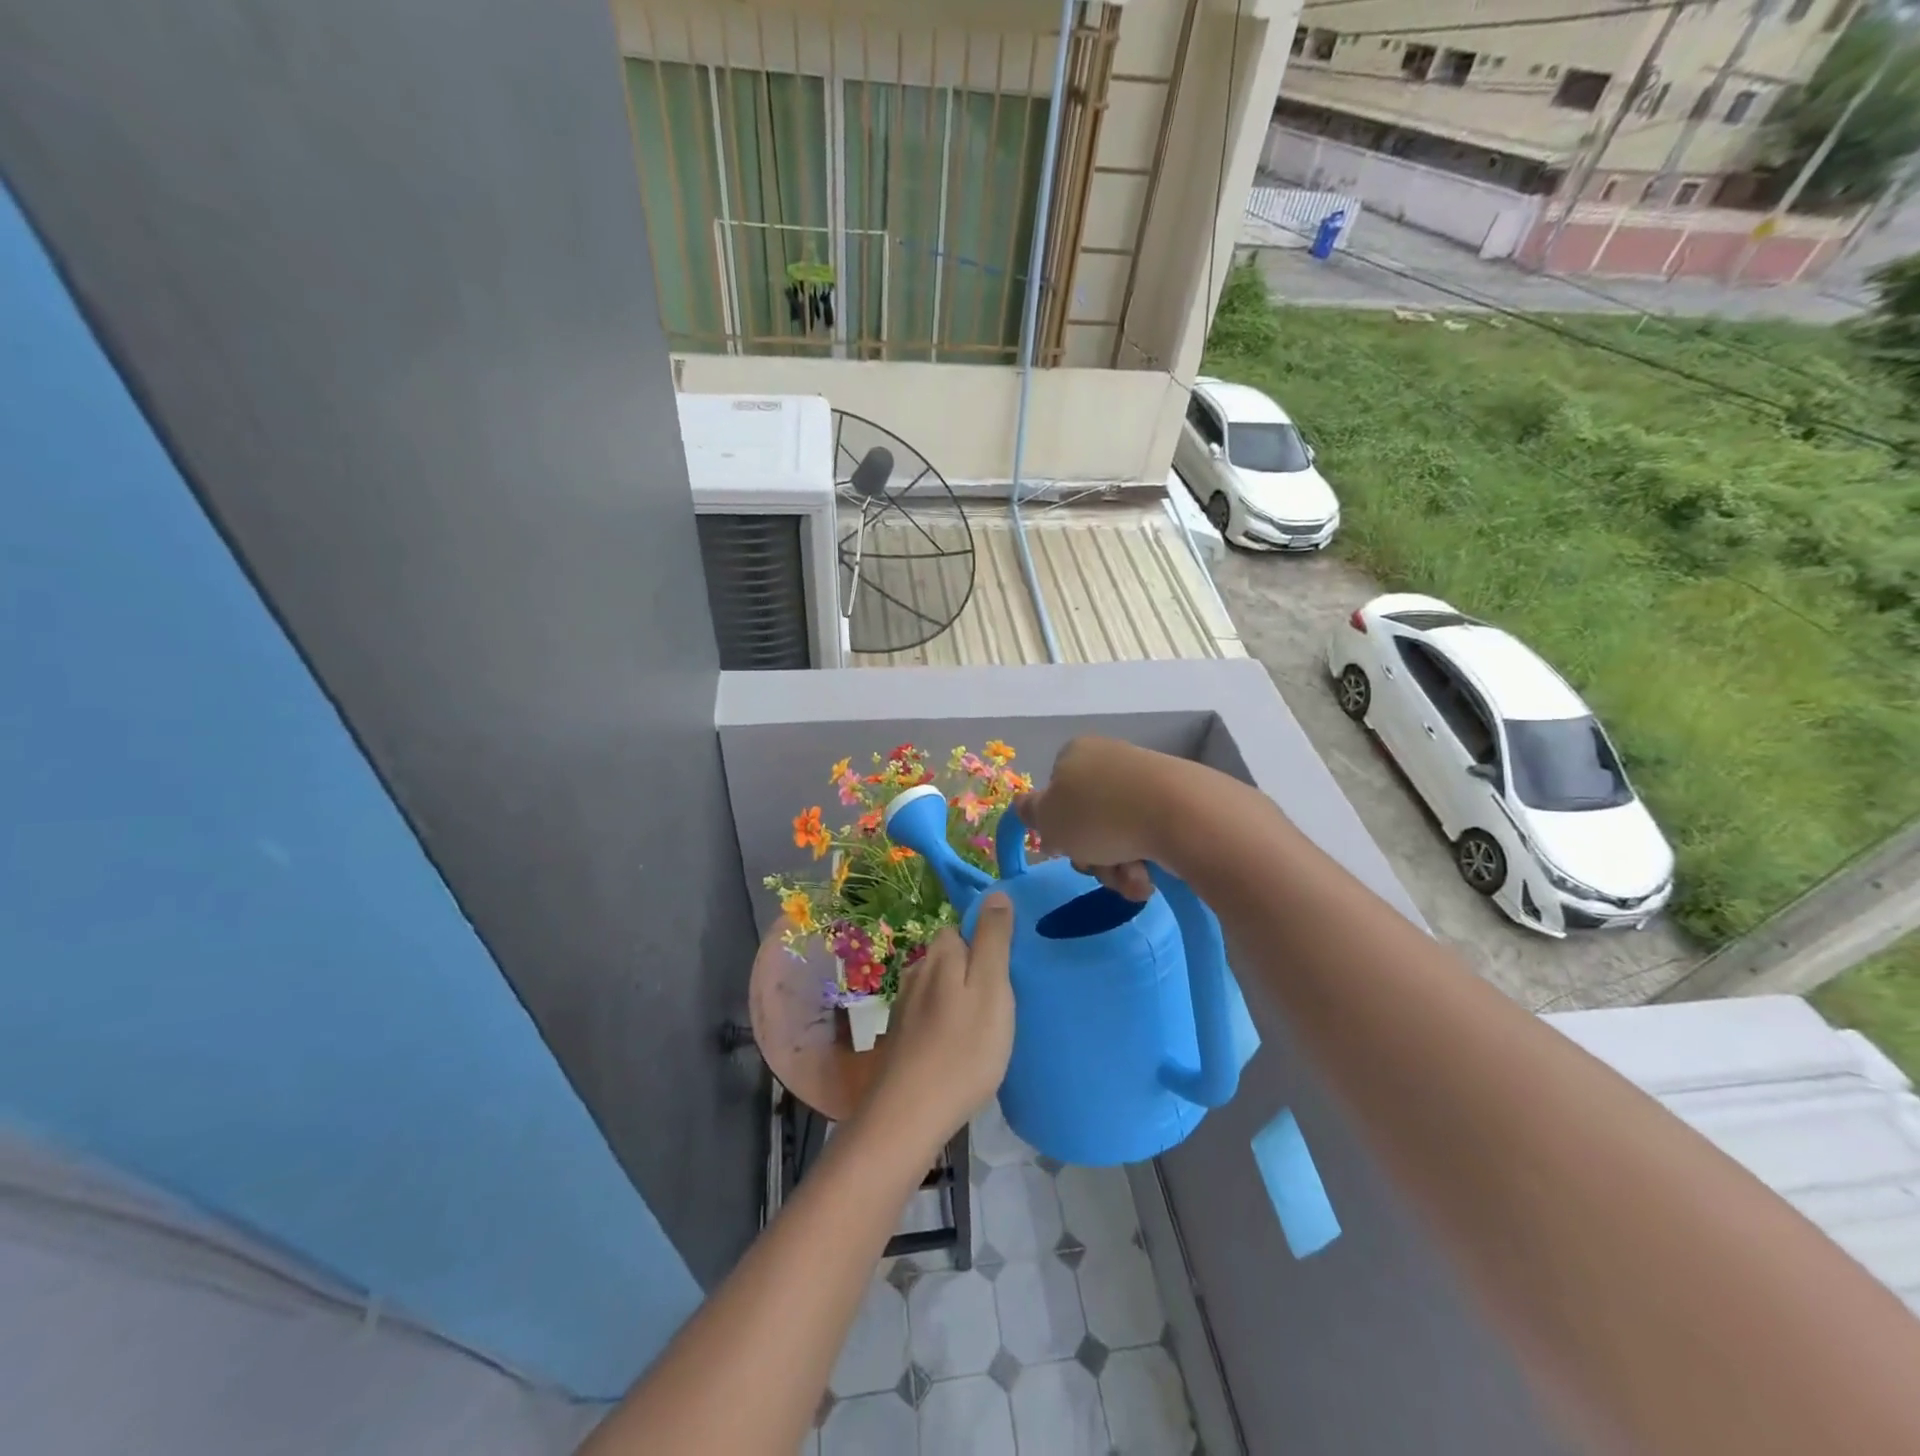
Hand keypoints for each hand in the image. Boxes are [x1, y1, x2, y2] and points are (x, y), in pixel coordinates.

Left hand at [864, 894, 1016, 1151]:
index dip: (987, 939)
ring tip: (986, 1024)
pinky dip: (947, 1021)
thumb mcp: (991, 988)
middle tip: (1004, 998)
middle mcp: (918, 971)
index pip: (962, 926)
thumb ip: (994, 939)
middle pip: (951, 955)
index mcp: (941, 954)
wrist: (910, 1113)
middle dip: (974, 968)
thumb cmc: (963, 1048)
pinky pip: (931, 1013)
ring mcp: (905, 1004)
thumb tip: (996, 893)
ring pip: (940, 985)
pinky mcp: (902, 1035)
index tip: (1010, 965)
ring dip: (960, 996)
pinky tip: (960, 1045)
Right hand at [1013, 737, 1188, 901]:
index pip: (1055, 794)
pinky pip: (1150, 838)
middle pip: (1088, 820)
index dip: (1058, 827)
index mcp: (1076, 754)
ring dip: (1118, 868)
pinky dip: (1145, 862)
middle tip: (1100, 868)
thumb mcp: (1048, 818)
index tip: (1065, 848)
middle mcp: (1110, 761)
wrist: (1180, 814)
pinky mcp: (1178, 802)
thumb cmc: (1099, 815)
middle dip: (1092, 856)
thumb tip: (1024, 805)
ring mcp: (1147, 781)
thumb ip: (1030, 813)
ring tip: (1132, 879)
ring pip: (1118, 836)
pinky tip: (1150, 876)